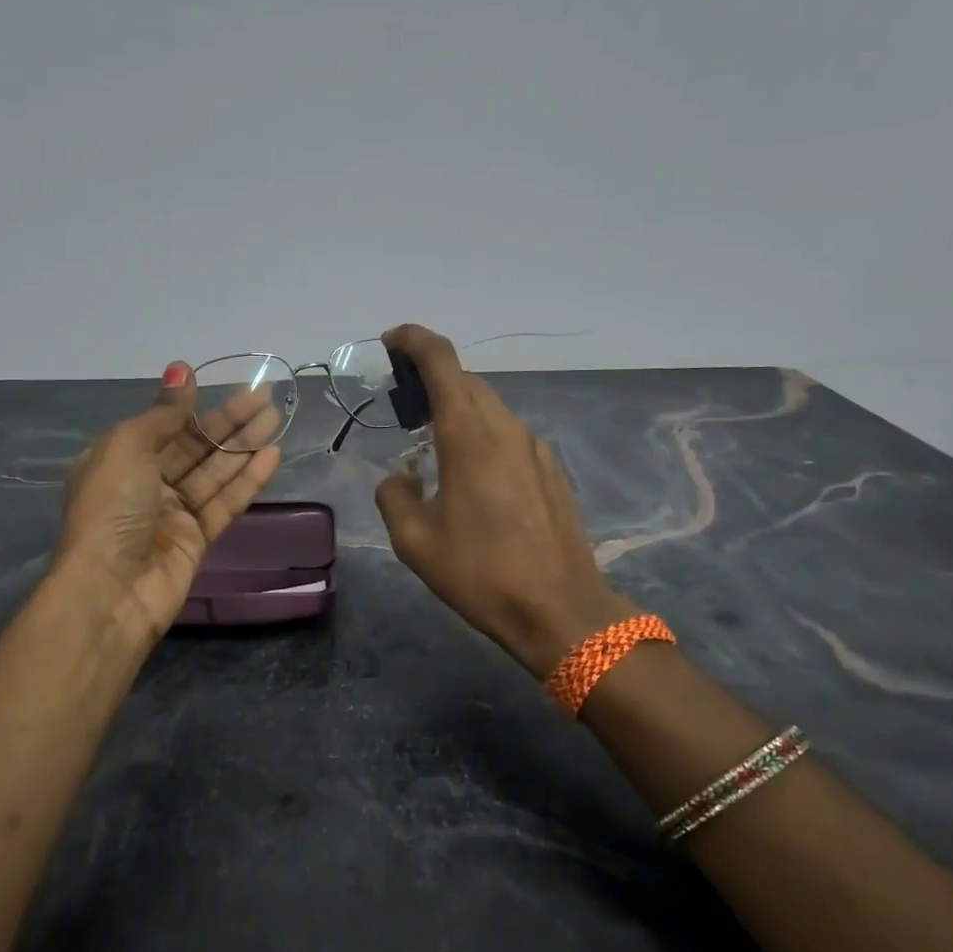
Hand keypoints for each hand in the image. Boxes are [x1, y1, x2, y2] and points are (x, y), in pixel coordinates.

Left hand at [55, 363, 282, 647]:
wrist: (112, 590)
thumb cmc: (111, 510)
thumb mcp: (128, 448)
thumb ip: (163, 413)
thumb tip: (180, 368)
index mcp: (118, 460)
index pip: (163, 425)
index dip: (192, 405)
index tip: (222, 383)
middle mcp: (145, 484)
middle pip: (194, 446)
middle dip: (229, 422)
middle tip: (265, 398)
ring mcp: (173, 513)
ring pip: (215, 472)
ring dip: (244, 446)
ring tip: (275, 419)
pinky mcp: (197, 539)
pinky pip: (226, 503)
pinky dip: (248, 480)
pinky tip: (272, 456)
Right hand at [373, 324, 633, 678]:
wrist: (560, 610)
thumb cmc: (482, 574)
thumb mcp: (416, 543)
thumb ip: (395, 498)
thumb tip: (401, 478)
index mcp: (469, 436)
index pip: (442, 362)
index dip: (415, 341)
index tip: (392, 342)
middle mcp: (506, 430)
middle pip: (467, 382)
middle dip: (433, 378)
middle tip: (404, 402)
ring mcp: (535, 449)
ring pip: (491, 408)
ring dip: (459, 409)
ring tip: (433, 439)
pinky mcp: (552, 471)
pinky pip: (509, 437)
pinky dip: (483, 435)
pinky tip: (473, 474)